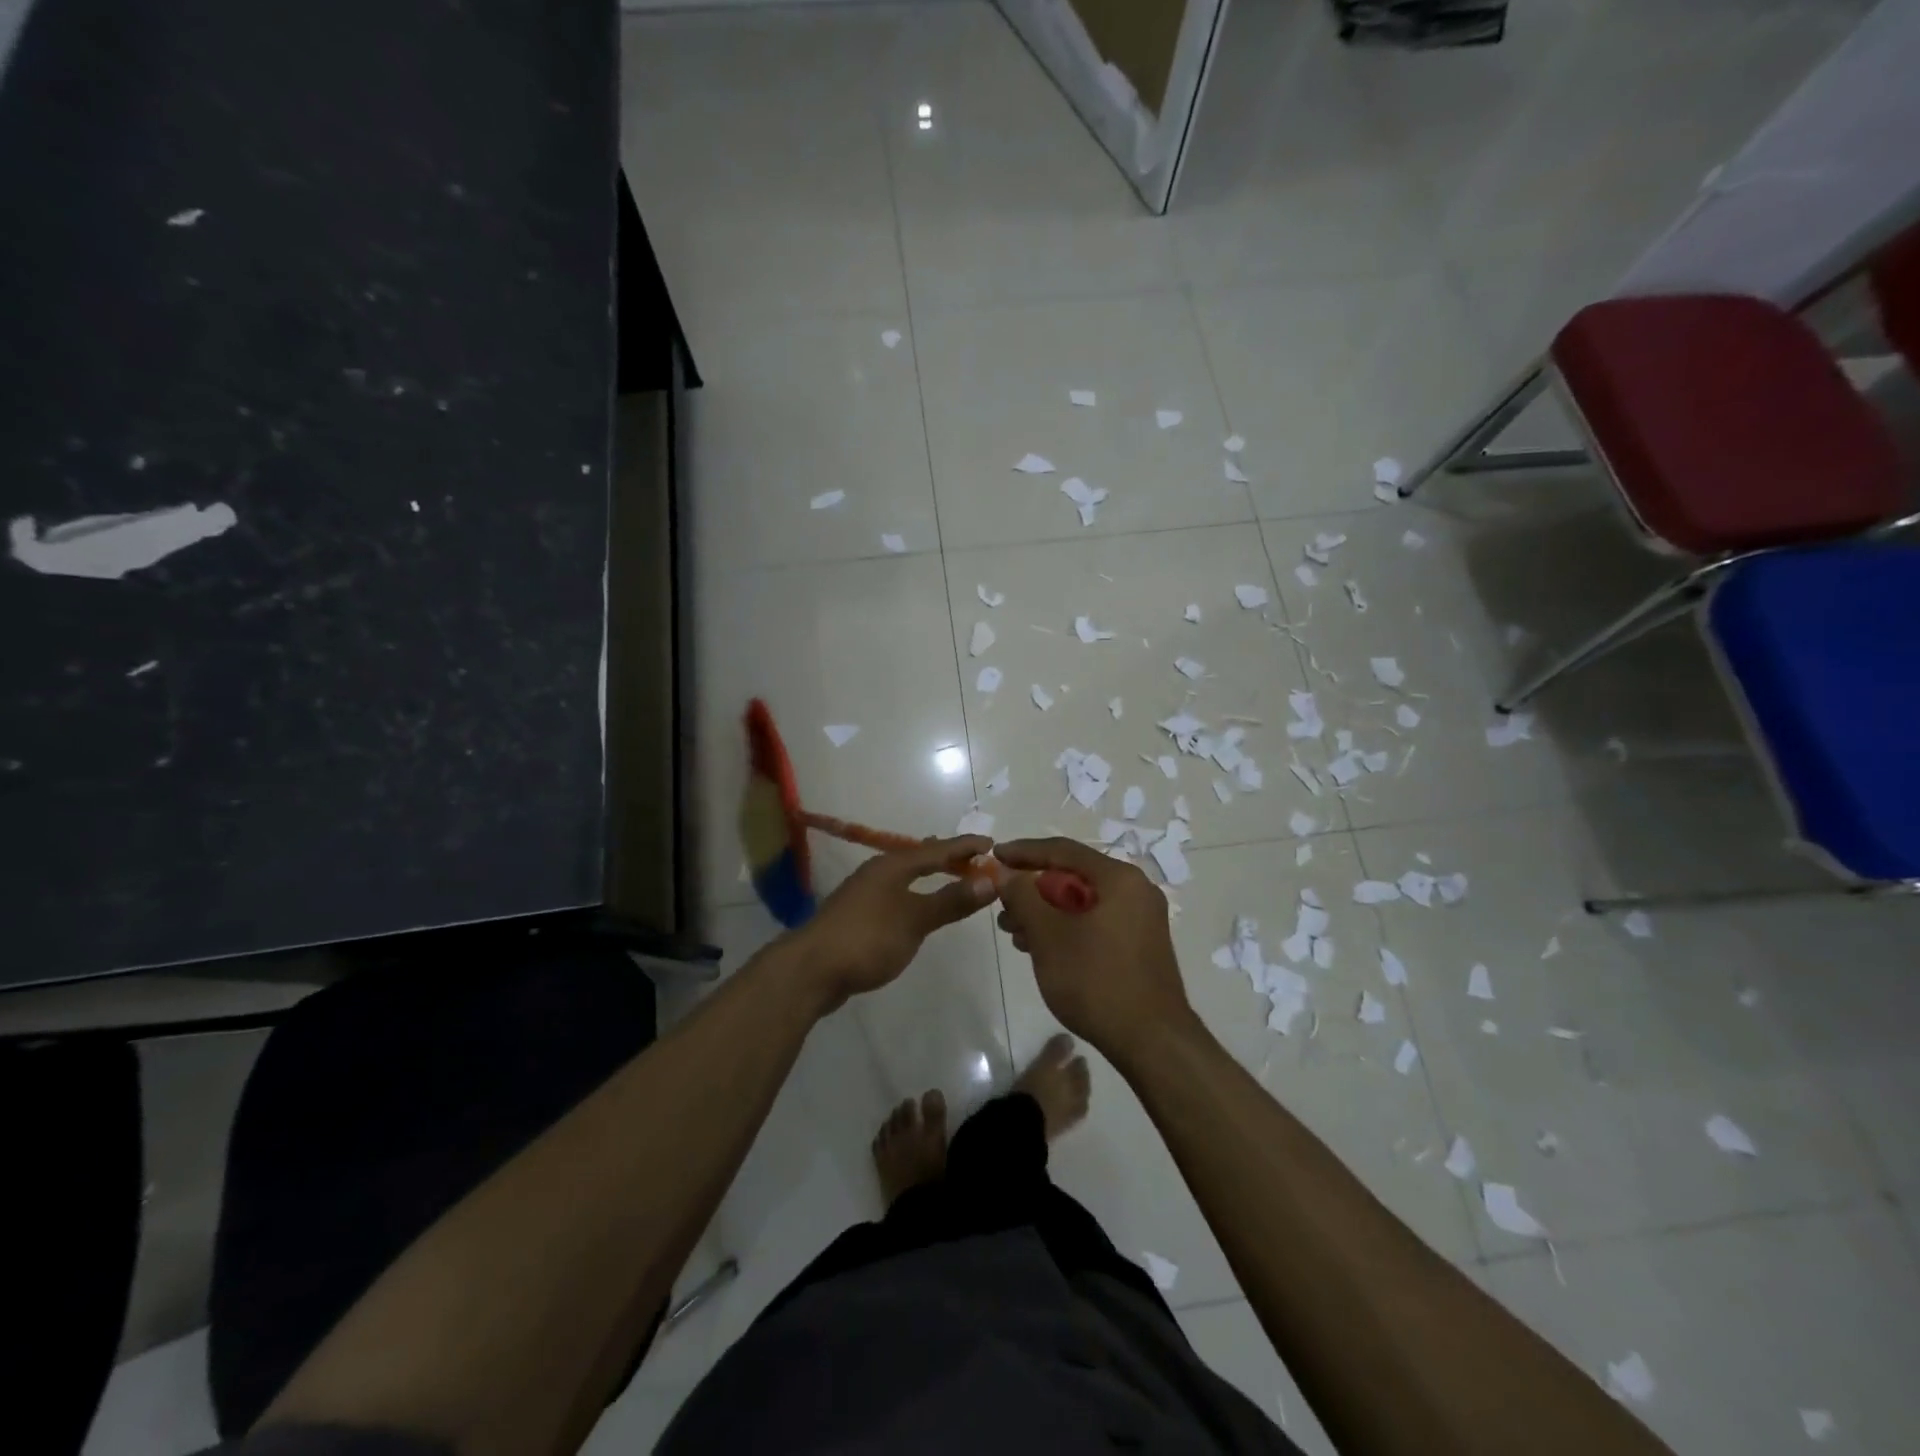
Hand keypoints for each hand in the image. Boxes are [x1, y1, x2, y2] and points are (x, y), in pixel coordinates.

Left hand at [789, 836, 996, 1011]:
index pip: (937, 850)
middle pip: (919, 859)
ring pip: (905, 877)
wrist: (811, 970)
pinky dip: (915, 895)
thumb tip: (989, 880)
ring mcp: (864, 894)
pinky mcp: (857, 917)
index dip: (965, 847)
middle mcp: (877, 873)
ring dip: (929, 877)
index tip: (991, 844)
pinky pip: (896, 896)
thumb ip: (951, 900)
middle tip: (973, 859)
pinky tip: (916, 909)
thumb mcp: (915, 919)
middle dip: (946, 858)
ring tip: (949, 877)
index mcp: (892, 866)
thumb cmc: (867, 938)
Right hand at [995, 838, 1197, 1064]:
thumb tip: (1006, 873)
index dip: (1023, 851)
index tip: (993, 856)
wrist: (1152, 1042)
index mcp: (1119, 878)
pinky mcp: (1139, 945)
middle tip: (1001, 905)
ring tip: (1013, 932)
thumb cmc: (1096, 980)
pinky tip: (1040, 948)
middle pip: (1073, 876)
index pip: (1062, 850)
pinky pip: (1095, 922)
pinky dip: (1065, 928)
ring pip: (1082, 902)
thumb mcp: (1048, 935)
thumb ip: (1023, 896)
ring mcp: (1140, 919)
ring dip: (1045, 912)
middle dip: (1032, 889)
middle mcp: (1135, 890)